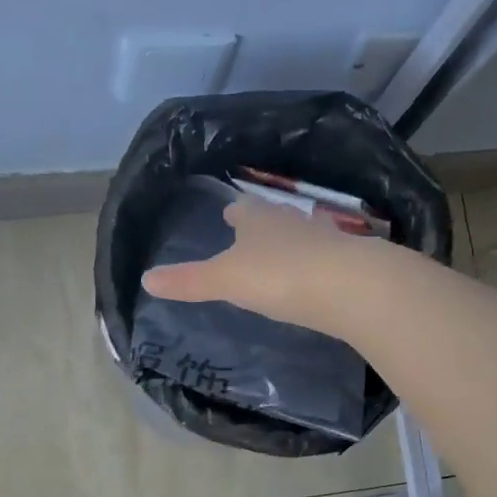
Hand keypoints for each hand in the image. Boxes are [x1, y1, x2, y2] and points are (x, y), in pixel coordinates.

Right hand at [139, 197, 384, 332]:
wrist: (349, 286)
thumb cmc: (278, 276)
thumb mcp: (225, 281)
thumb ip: (189, 281)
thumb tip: (146, 278)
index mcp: (258, 219)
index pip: (243, 209)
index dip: (234, 213)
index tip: (228, 216)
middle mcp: (292, 221)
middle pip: (274, 217)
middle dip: (263, 224)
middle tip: (253, 233)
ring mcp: (325, 239)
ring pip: (303, 234)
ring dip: (293, 241)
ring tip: (284, 253)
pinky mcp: (350, 262)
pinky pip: (328, 257)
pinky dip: (319, 263)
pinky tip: (318, 275)